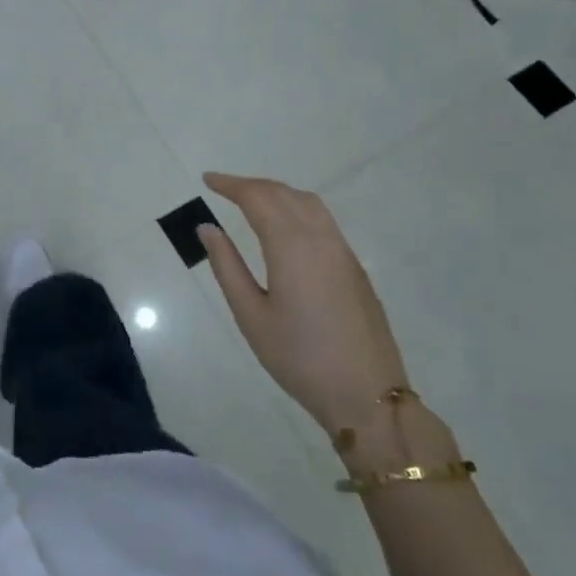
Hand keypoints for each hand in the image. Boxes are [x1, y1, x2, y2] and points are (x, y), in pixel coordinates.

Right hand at [199, 172, 408, 437]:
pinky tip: (285, 227)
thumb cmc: (300, 358)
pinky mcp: (355, 267)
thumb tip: (207, 228)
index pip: (257, 198)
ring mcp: (343, 251)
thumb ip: (227, 266)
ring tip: (252, 201)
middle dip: (252, 185)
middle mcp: (320, 238)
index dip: (231, 184)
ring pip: (308, 203)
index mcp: (291, 246)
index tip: (208, 179)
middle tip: (223, 188)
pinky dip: (297, 208)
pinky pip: (323, 220)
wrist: (368, 396)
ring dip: (278, 193)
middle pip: (284, 194)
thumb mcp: (251, 315)